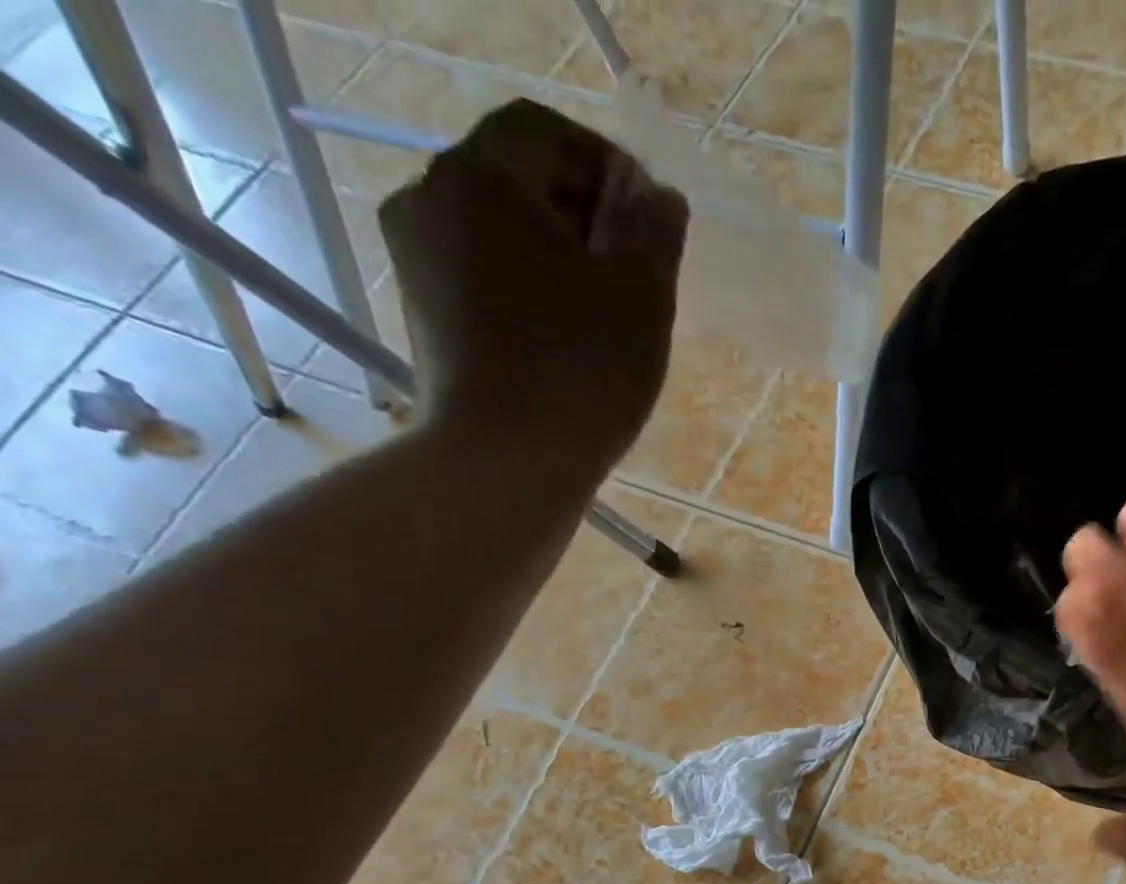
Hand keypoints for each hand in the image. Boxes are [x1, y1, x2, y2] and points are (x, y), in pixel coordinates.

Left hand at [378, 99, 688, 473]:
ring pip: (500, 231)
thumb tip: (659, 198)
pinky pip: (484, 275)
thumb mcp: (642, 296)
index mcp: (481, 178)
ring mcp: (418, 260)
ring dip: (558, 254)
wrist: (507, 463)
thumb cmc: (582, 372)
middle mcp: (431, 200)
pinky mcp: (425, 314)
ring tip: (608, 310)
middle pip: (516, 177)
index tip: (650, 218)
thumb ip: (655, 232)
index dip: (605, 162)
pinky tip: (568, 336)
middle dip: (584, 212)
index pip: (543, 129)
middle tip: (636, 269)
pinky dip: (529, 287)